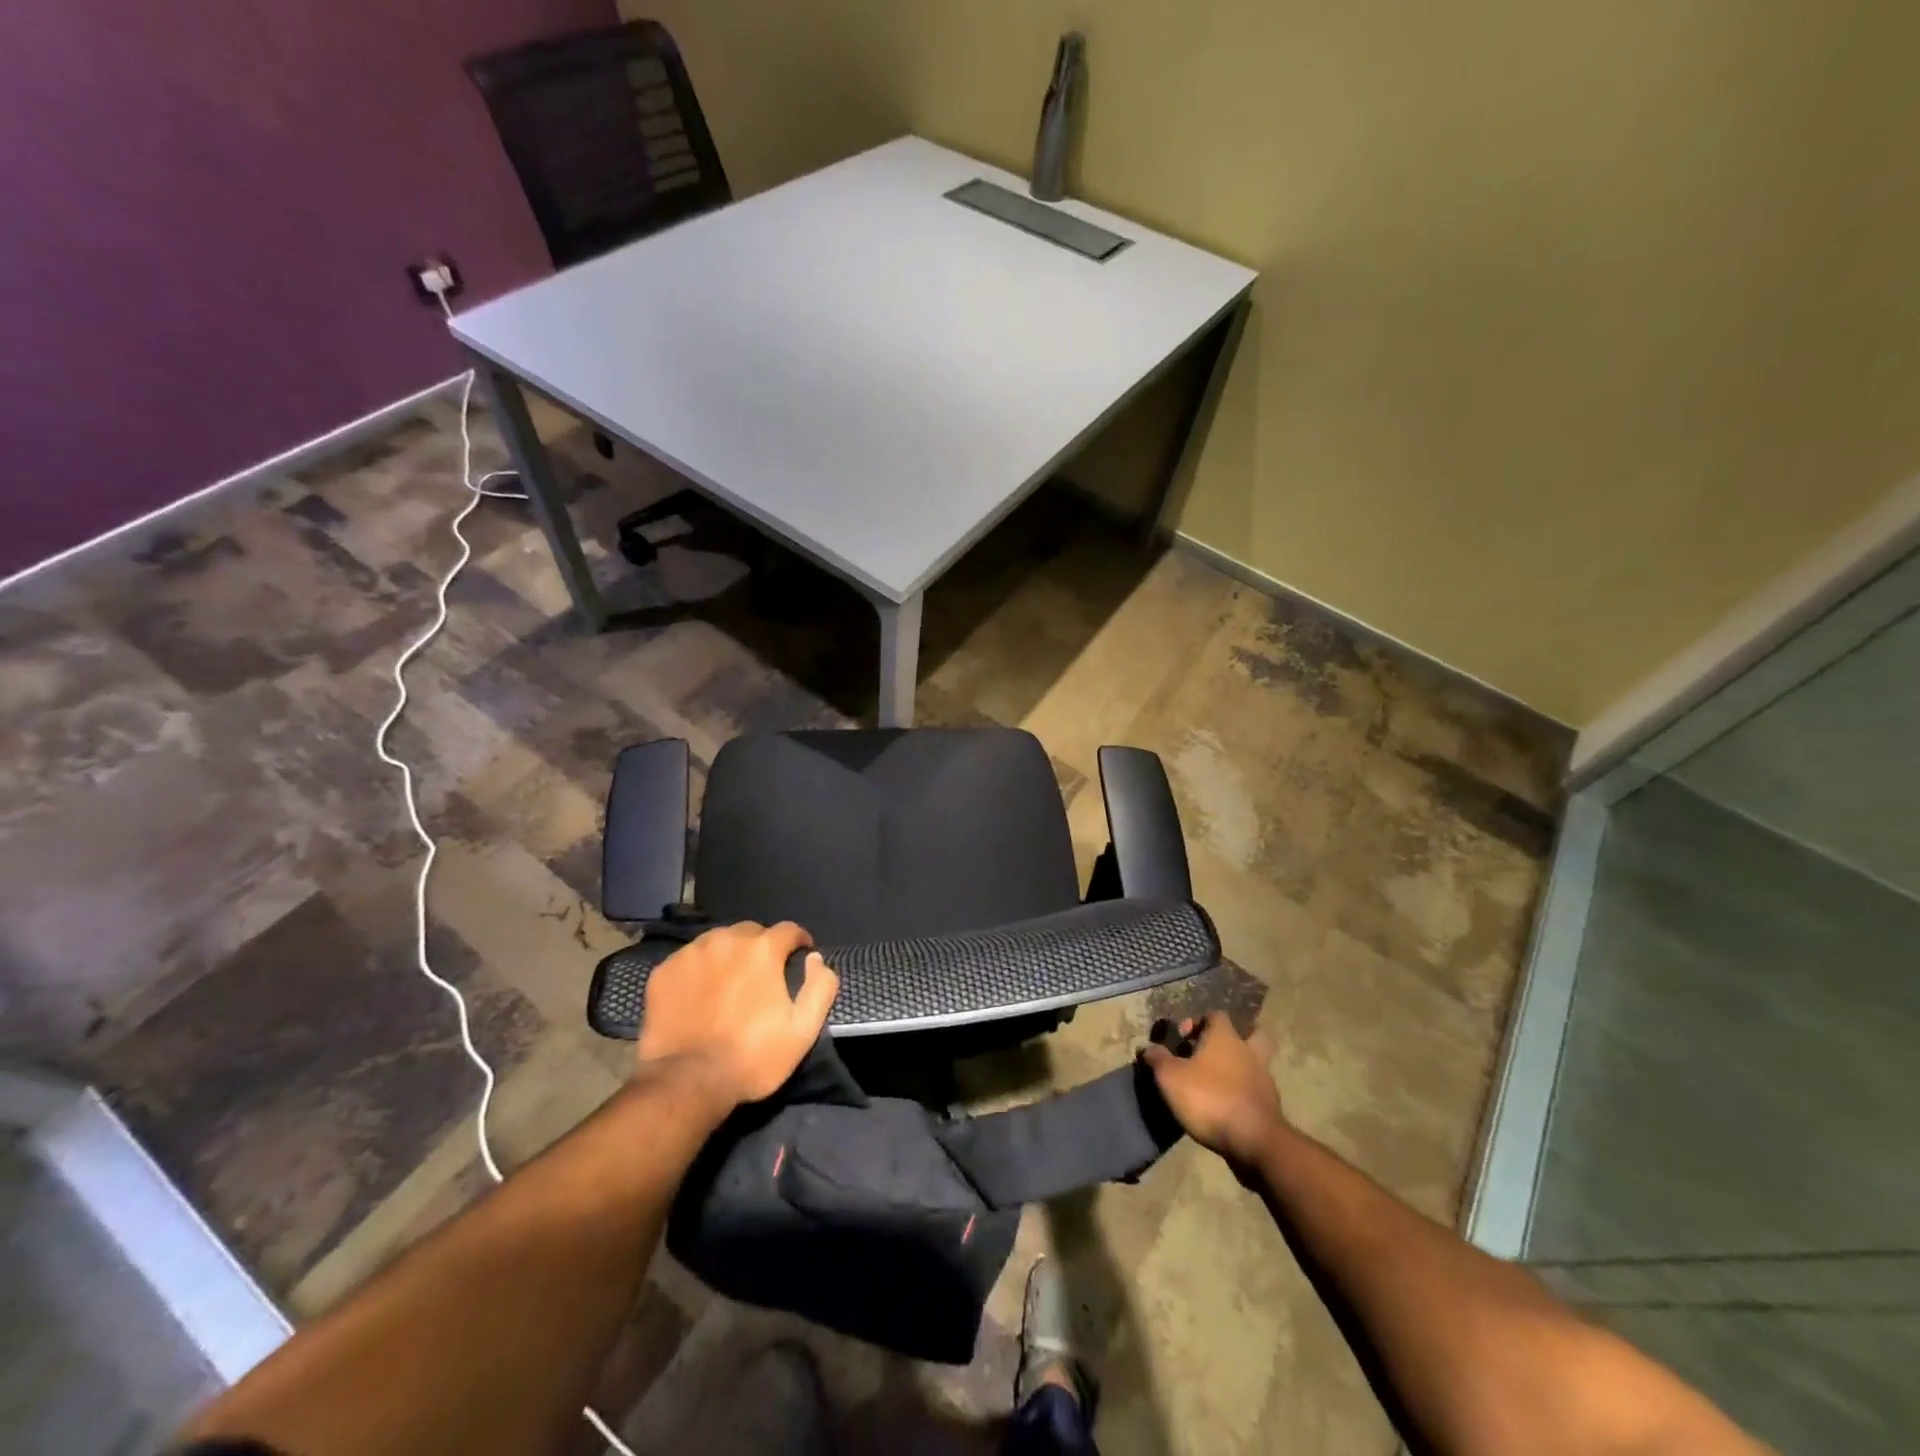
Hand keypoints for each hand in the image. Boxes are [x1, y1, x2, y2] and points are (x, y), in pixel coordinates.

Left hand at [636, 921, 838, 1113]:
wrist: (686, 1082)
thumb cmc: (752, 1057)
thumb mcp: (803, 1030)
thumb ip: (820, 987)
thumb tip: (815, 958)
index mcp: (762, 949)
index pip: (788, 930)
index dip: (798, 942)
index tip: (801, 956)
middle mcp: (726, 940)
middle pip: (751, 932)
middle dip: (762, 947)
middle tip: (762, 974)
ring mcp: (691, 954)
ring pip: (718, 941)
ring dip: (729, 954)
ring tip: (729, 981)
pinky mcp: (663, 971)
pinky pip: (689, 959)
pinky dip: (699, 969)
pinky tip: (699, 993)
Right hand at [1142, 1013, 1285, 1168]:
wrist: (1254, 1141)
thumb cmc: (1209, 1098)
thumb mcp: (1170, 1077)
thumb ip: (1158, 1059)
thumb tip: (1148, 1048)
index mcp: (1225, 1037)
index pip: (1215, 1015)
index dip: (1198, 1023)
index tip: (1182, 1039)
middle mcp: (1248, 1051)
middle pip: (1247, 1034)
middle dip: (1230, 1041)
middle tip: (1209, 1054)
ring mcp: (1263, 1078)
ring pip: (1253, 1063)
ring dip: (1237, 1068)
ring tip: (1215, 1083)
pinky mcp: (1270, 1105)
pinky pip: (1255, 1090)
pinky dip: (1242, 1093)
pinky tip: (1226, 1106)